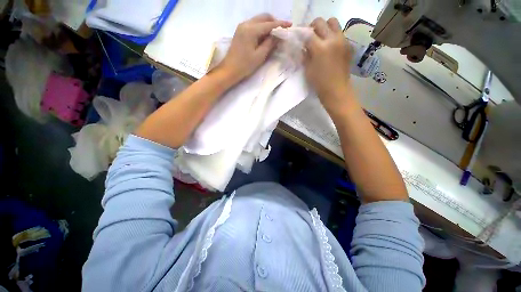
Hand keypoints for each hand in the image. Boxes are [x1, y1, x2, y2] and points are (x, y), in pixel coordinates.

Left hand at [219, 14, 291, 83]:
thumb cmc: (245, 65)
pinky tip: (264, 36)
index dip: (280, 24)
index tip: (290, 25)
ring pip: (258, 20)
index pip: (269, 24)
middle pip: (263, 17)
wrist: (230, 70)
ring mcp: (242, 27)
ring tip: (274, 35)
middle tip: (281, 31)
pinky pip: (253, 25)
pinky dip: (261, 28)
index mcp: (251, 30)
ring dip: (267, 25)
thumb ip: (269, 44)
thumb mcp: (259, 56)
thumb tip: (277, 36)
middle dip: (274, 22)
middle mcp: (246, 24)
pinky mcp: (240, 31)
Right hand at [304, 18, 353, 113]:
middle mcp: (332, 39)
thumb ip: (305, 55)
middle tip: (310, 36)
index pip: (308, 34)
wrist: (336, 90)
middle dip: (312, 27)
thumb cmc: (319, 83)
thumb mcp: (308, 70)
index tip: (299, 38)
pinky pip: (339, 33)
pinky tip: (329, 46)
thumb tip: (303, 46)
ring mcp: (342, 41)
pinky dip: (333, 35)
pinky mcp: (348, 45)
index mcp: (320, 48)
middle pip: (320, 22)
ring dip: (325, 27)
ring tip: (321, 38)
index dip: (301, 34)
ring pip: (333, 22)